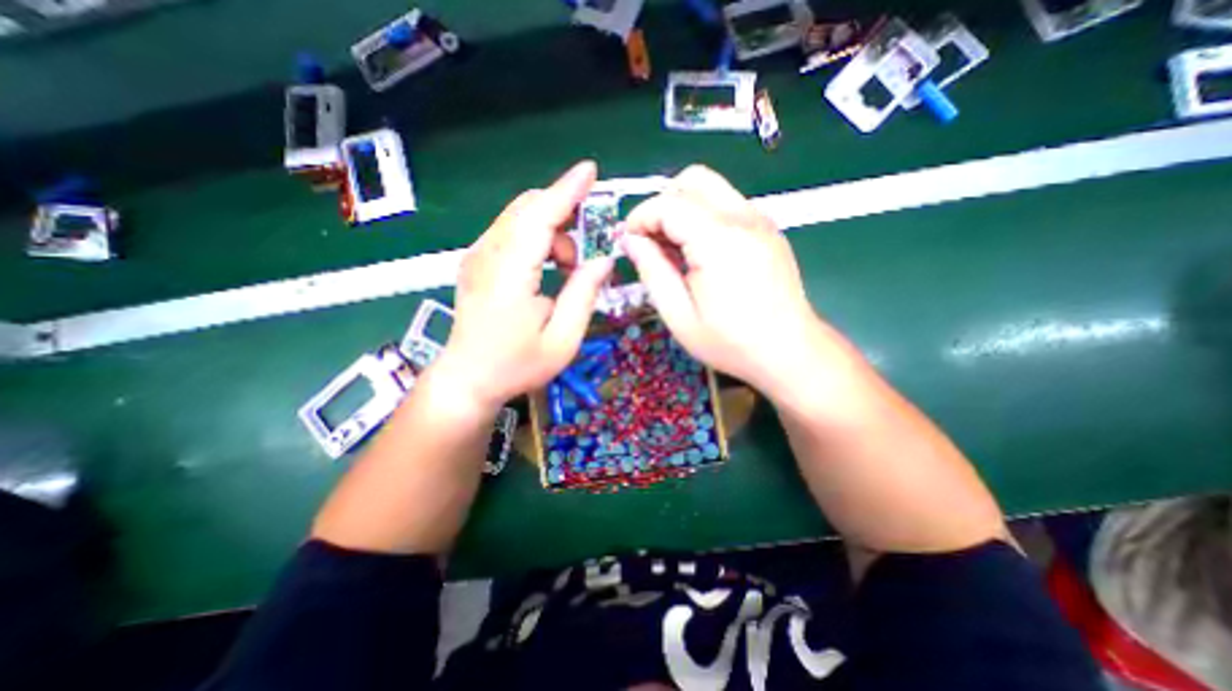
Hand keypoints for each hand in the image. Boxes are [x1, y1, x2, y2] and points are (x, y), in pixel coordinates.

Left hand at [439, 160, 620, 410]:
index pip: (539, 218)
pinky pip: (511, 233)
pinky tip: (547, 269)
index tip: (590, 170)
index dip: (566, 191)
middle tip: (585, 250)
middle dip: (564, 216)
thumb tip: (604, 260)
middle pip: (527, 209)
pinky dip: (537, 239)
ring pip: (519, 218)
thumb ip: (584, 295)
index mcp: (510, 275)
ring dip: (553, 233)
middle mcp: (488, 255)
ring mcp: (477, 256)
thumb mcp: (563, 340)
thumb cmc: (517, 365)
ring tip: (567, 271)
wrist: (468, 380)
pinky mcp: (476, 262)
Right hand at [627, 163, 825, 394]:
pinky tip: (702, 253)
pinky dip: (705, 216)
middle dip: (663, 203)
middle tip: (653, 240)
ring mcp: (761, 221)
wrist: (790, 351)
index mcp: (718, 241)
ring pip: (712, 188)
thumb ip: (652, 272)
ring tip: (676, 249)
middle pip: (693, 179)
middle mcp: (743, 219)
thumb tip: (631, 240)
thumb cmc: (731, 342)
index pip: (668, 204)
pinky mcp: (769, 229)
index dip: (640, 218)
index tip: (629, 242)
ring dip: (684, 208)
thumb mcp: (680, 316)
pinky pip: (729, 205)